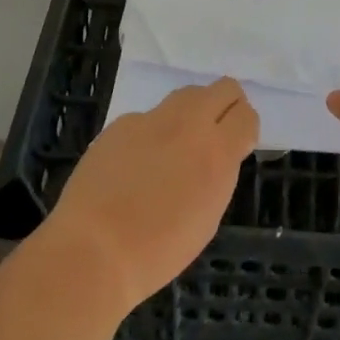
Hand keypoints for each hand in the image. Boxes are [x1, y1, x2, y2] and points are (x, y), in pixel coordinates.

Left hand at [43, 78, 259, 310]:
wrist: (93, 249)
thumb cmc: (157, 251)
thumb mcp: (206, 218)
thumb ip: (217, 175)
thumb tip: (215, 155)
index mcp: (216, 152)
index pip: (246, 115)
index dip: (245, 129)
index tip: (237, 146)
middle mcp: (189, 124)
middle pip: (223, 88)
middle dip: (226, 107)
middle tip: (214, 135)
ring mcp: (153, 118)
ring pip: (187, 95)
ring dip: (191, 114)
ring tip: (176, 148)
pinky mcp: (123, 122)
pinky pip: (148, 118)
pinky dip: (151, 134)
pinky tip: (134, 166)